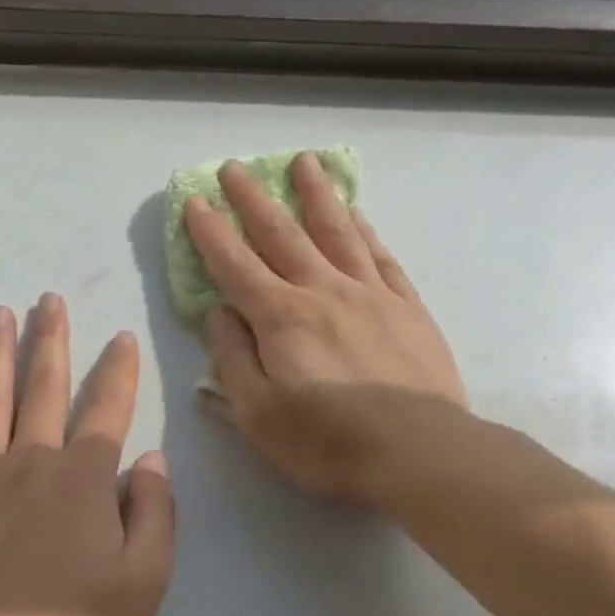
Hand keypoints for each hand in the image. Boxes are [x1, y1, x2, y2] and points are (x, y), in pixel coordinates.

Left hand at [0, 296, 175, 615]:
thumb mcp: (146, 580)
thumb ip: (156, 513)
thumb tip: (151, 460)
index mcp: (84, 480)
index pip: (107, 409)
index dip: (118, 371)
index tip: (121, 336)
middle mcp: (30, 463)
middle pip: (43, 388)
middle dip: (51, 340)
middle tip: (49, 300)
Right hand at [185, 152, 467, 508]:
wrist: (420, 453)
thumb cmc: (328, 442)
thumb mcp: (258, 415)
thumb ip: (233, 360)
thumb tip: (218, 313)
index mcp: (281, 319)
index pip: (235, 265)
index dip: (210, 233)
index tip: (194, 201)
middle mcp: (323, 292)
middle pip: (283, 234)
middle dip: (254, 199)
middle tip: (235, 167)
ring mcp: (371, 295)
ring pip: (337, 231)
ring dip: (316, 195)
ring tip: (304, 162)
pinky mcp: (408, 309)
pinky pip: (380, 256)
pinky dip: (364, 230)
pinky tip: (357, 214)